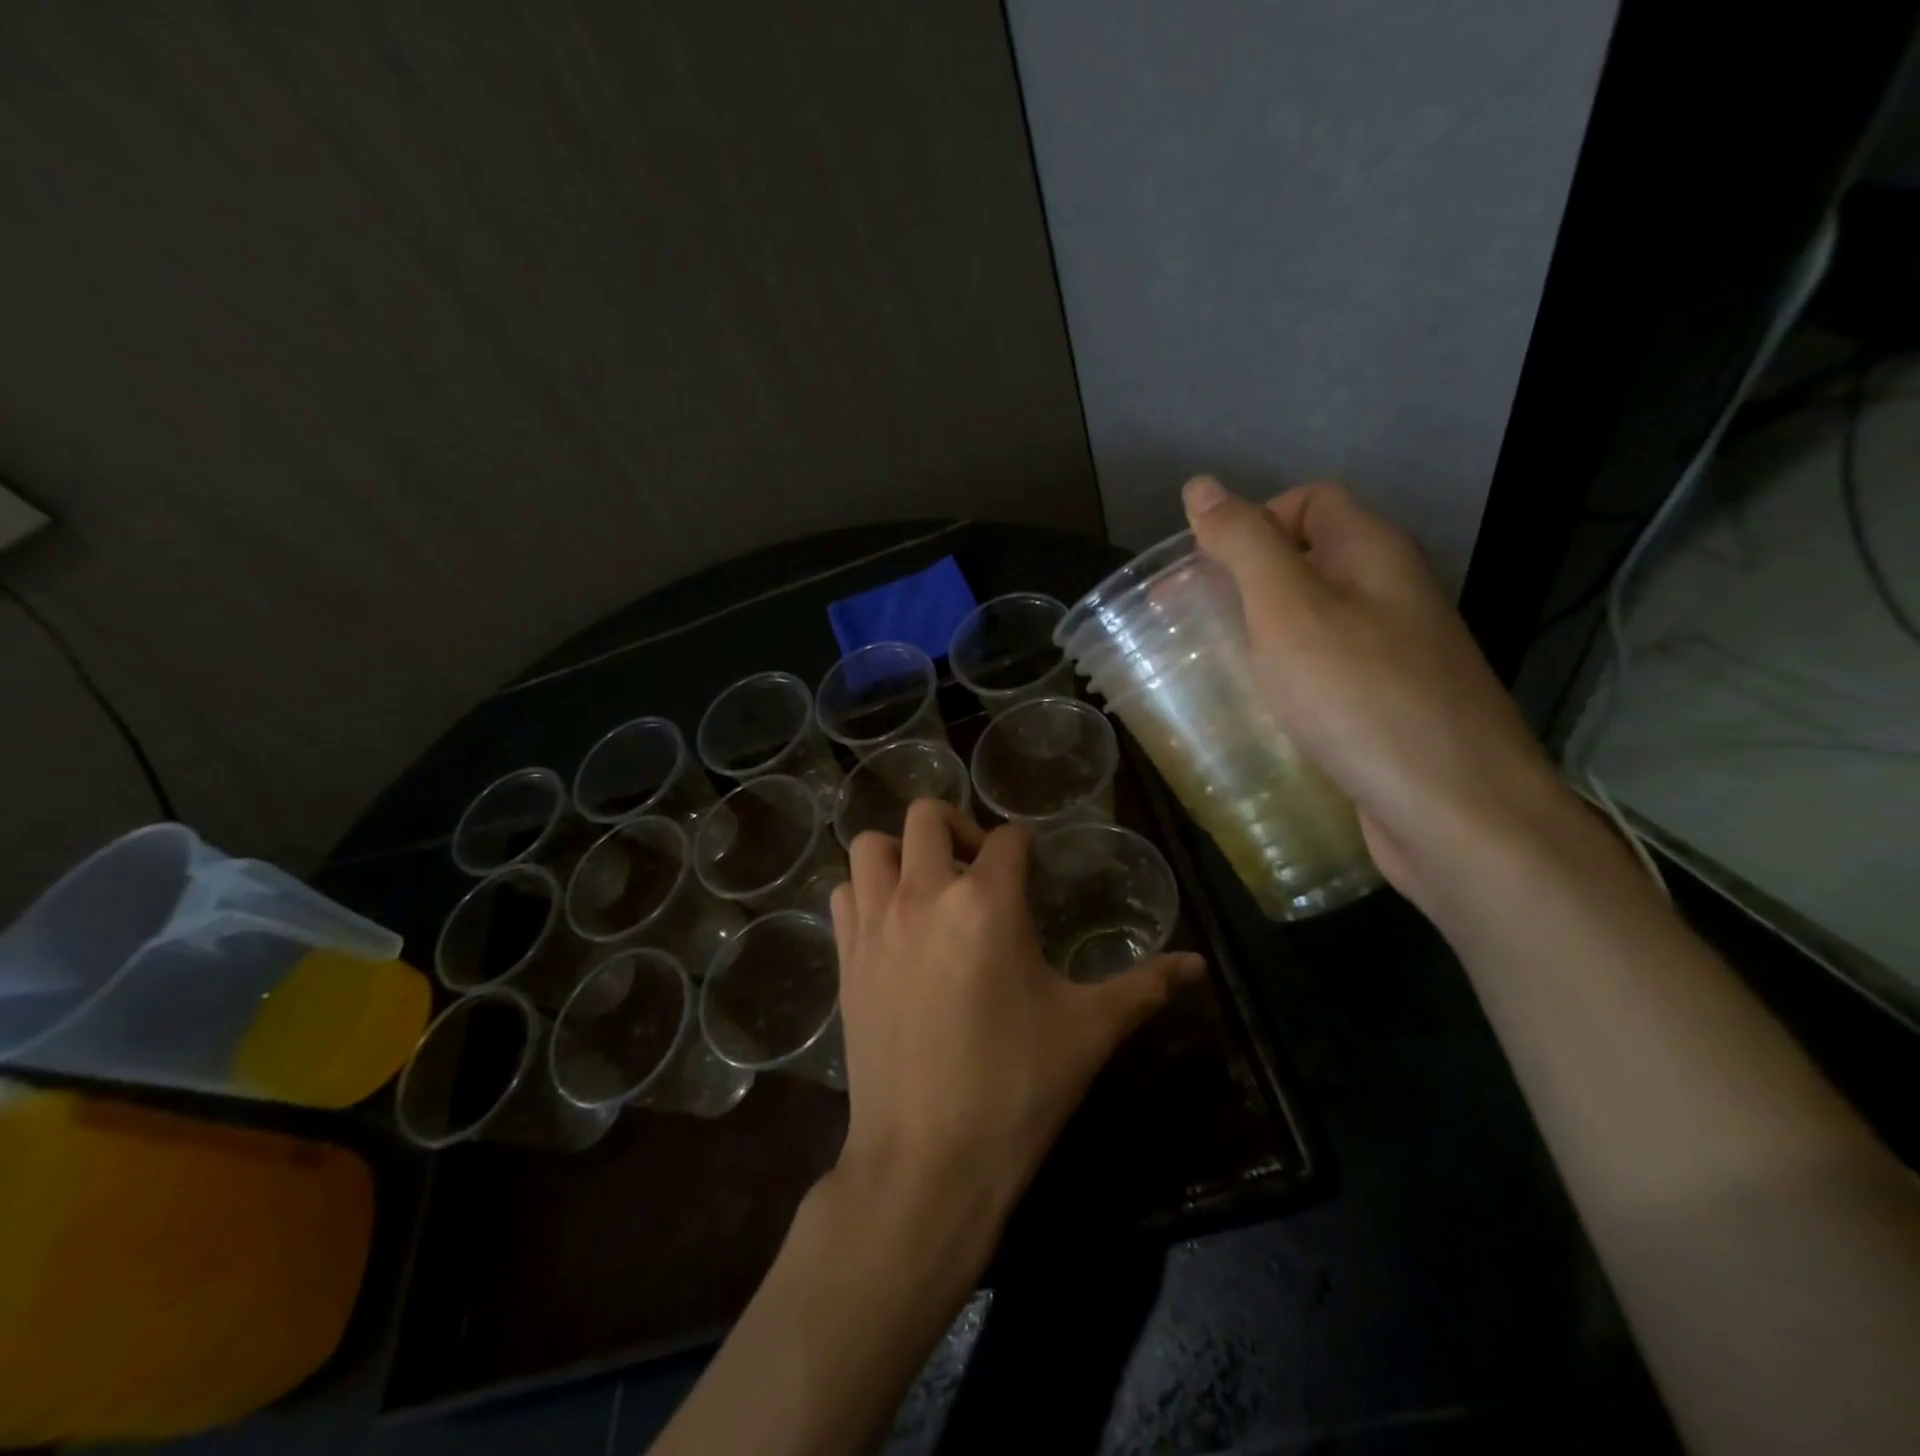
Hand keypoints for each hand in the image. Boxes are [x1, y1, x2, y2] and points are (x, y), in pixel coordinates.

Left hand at [828, 800, 1203, 1220]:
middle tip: (980, 865)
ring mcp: (875, 924)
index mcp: (988, 902)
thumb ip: (1146, 987)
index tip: (1035, 866)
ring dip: (901, 851)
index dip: (1026, 845)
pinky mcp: (846, 959)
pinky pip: (844, 895)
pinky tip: (893, 924)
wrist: (927, 1160)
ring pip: (871, 846)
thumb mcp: (1090, 1031)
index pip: (1008, 839)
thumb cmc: (1017, 1088)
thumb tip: (1199, 965)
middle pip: (927, 816)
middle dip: (958, 826)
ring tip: (928, 884)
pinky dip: (865, 891)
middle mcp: (924, 895)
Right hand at [1181, 475, 1567, 906]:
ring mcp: (1393, 656)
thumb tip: (1201, 487)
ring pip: (1311, 624)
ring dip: (1256, 636)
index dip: (1252, 521)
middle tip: (1185, 623)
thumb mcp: (1289, 609)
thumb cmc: (1362, 699)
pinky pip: (1322, 676)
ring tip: (1204, 669)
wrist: (1457, 812)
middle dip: (1241, 583)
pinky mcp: (1385, 710)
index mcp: (1374, 554)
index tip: (1200, 570)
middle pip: (1307, 562)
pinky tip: (1251, 714)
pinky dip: (1281, 682)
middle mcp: (1390, 595)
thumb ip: (1244, 545)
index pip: (1310, 501)